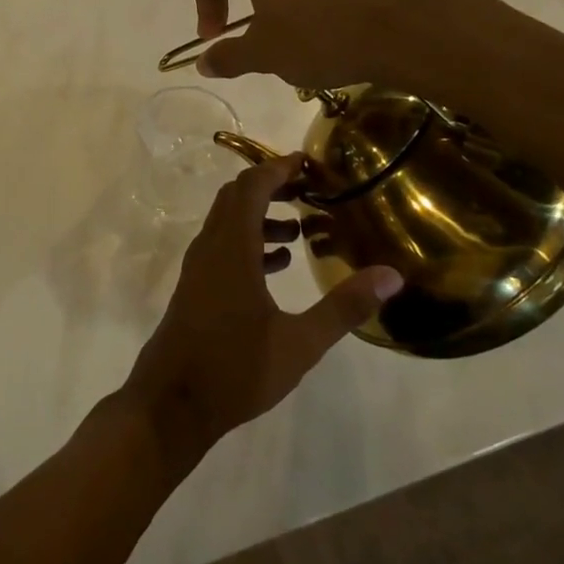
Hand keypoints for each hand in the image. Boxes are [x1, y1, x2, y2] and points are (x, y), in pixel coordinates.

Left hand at [121, 159, 401, 472]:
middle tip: (311, 190)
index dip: (278, 168)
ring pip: (228, 223)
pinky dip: (250, 242)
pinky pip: (224, 247)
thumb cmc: (235, 369)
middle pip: (236, 198)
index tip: (308, 161)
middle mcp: (210, 248)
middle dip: (272, 187)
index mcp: (231, 248)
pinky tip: (278, 265)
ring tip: (302, 229)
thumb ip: (344, 307)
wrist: (171, 402)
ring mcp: (199, 267)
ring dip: (261, 216)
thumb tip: (391, 275)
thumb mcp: (300, 343)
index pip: (251, 187)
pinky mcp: (196, 287)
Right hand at [189, 0, 453, 89]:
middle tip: (243, 38)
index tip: (218, 41)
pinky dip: (296, 2)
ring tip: (281, 40)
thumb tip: (204, 61)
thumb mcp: (264, 54)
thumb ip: (227, 56)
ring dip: (267, 5)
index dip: (203, 11)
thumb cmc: (318, 35)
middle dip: (233, 5)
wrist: (402, 28)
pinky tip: (315, 33)